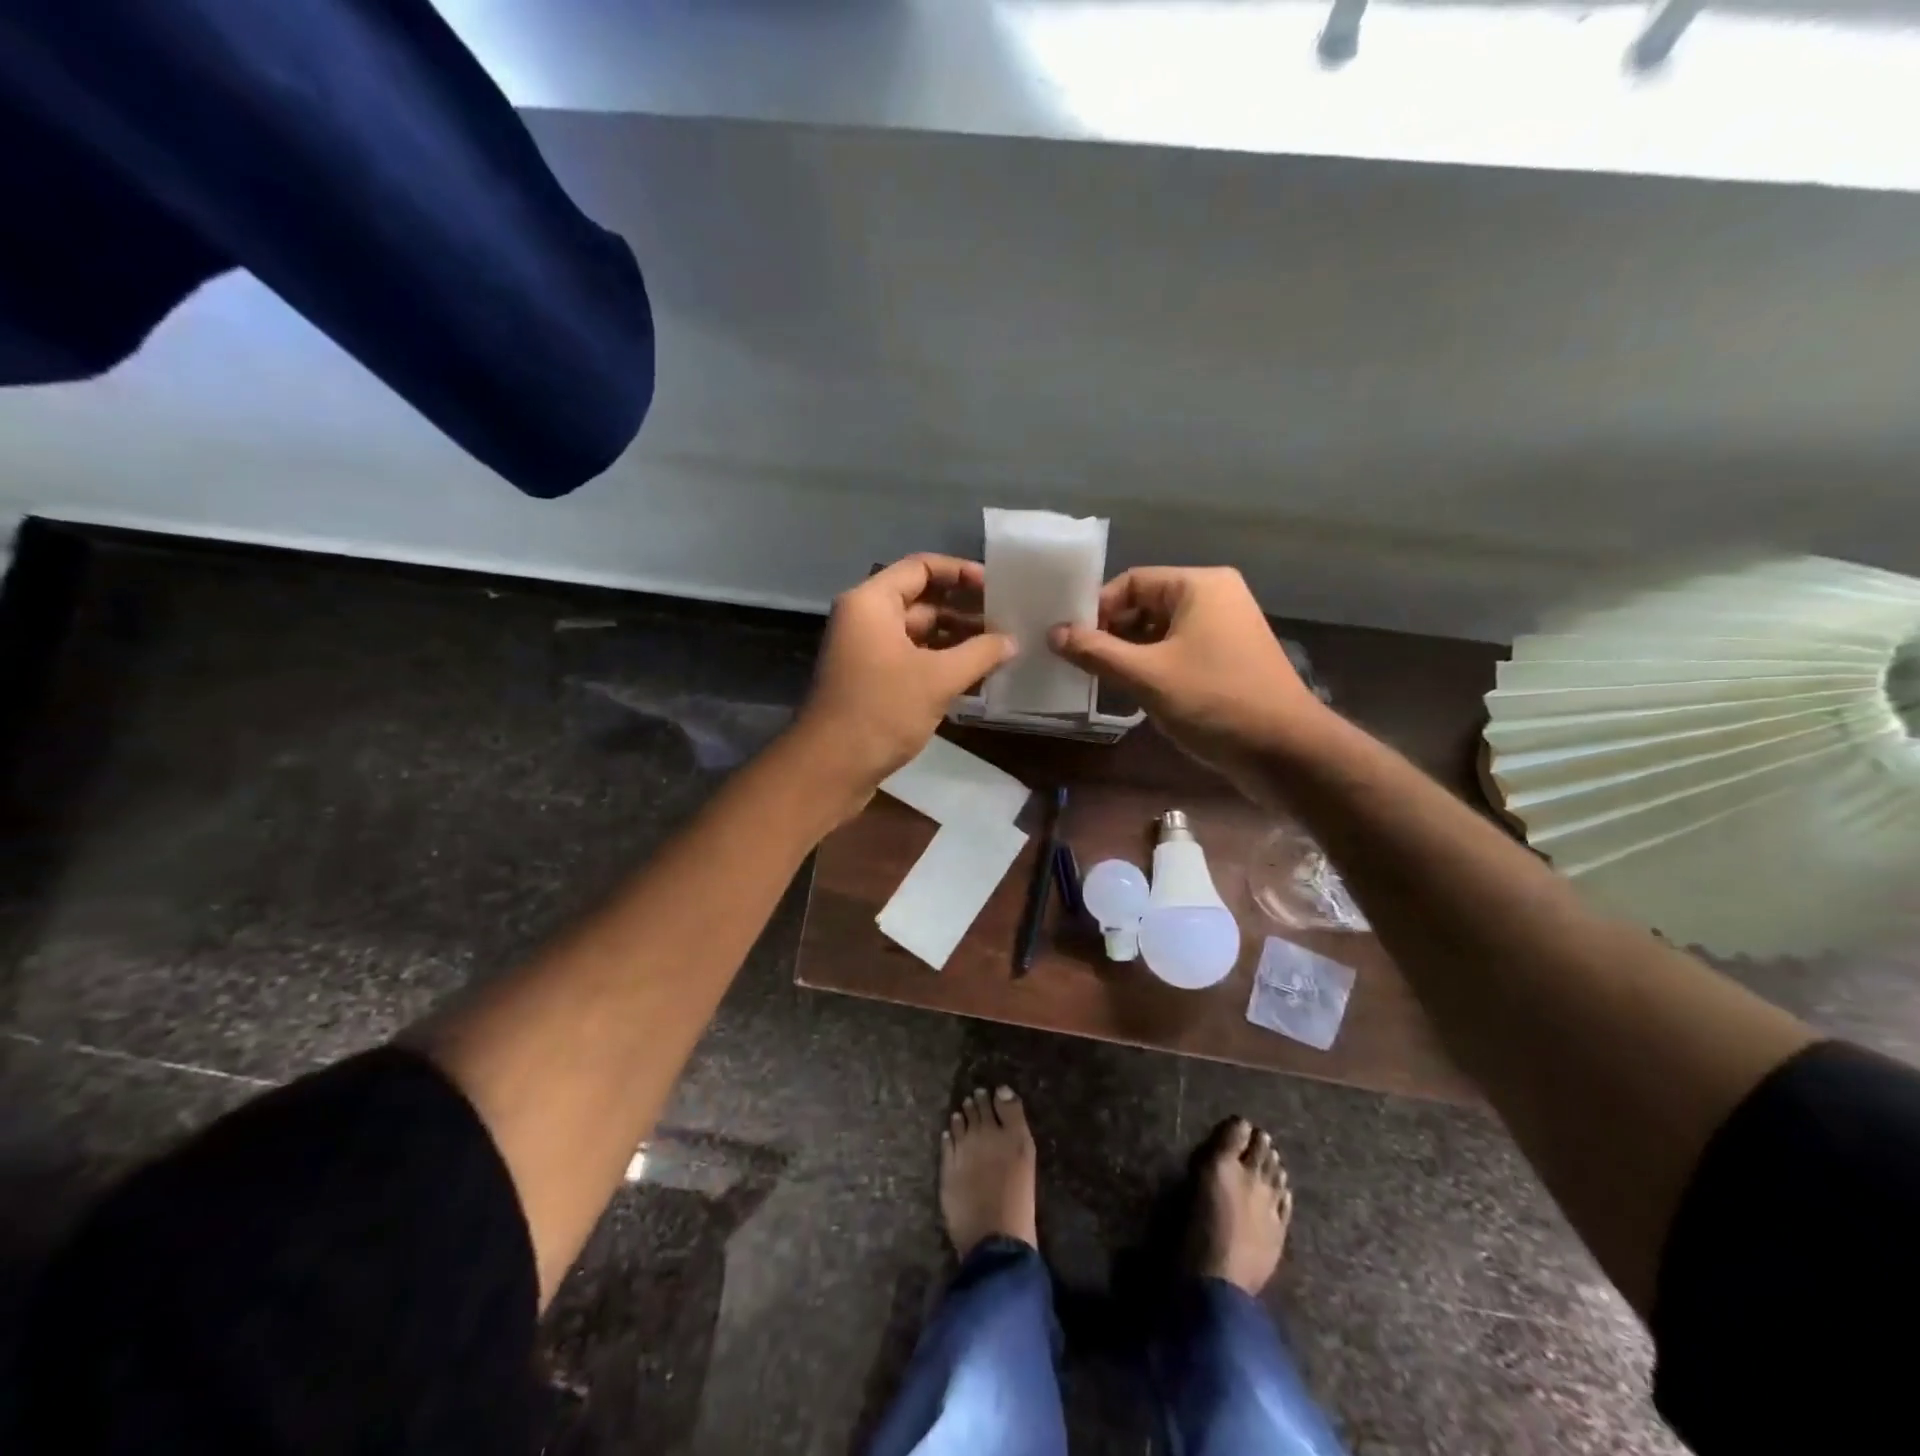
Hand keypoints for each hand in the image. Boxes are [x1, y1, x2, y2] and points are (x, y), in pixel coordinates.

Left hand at [793, 554, 1015, 811]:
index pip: (920, 567)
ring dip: (957, 640)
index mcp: (872, 603)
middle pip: (921, 601)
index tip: (996, 586)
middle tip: (1008, 621)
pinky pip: (913, 660)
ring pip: (919, 634)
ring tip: (1000, 649)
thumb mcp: (938, 679)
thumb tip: (1012, 641)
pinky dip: (942, 663)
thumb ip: (980, 653)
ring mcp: (867, 652)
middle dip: (964, 610)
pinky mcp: (872, 682)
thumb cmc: (882, 711)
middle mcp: (866, 620)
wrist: (832, 767)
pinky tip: (977, 676)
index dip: (960, 572)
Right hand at [1049, 566, 1328, 797]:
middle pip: (1146, 604)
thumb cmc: (1214, 702)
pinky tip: (1133, 692)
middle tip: (1080, 663)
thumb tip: (1053, 633)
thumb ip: (1096, 652)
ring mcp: (1225, 629)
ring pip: (1161, 631)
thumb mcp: (1147, 676)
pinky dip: (1153, 666)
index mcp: (1200, 586)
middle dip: (1112, 633)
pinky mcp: (1229, 659)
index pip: (1132, 582)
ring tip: (1101, 680)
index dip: (1097, 609)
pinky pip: (1179, 651)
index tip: (1070, 641)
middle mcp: (1215, 598)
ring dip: (1130, 653)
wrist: (1285, 752)